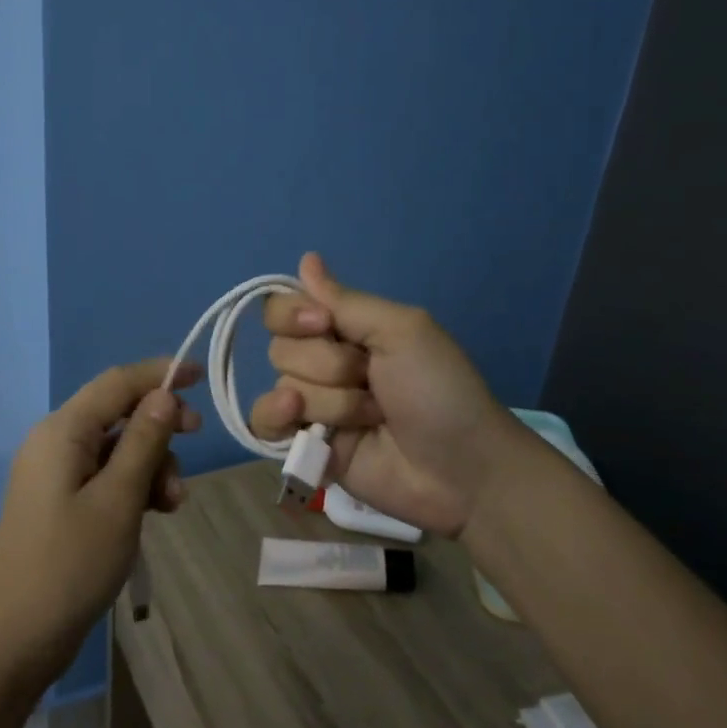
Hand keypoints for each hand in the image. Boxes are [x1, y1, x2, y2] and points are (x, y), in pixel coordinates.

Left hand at [0, 358, 202, 685]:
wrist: (13, 640)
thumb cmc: (70, 565)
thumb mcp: (118, 500)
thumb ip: (143, 442)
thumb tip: (163, 395)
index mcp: (62, 431)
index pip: (117, 382)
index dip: (159, 373)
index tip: (200, 376)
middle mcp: (55, 442)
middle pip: (117, 412)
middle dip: (159, 425)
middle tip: (196, 440)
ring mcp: (55, 474)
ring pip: (116, 447)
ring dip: (151, 463)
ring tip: (173, 502)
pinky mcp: (60, 502)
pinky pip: (105, 475)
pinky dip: (134, 485)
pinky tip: (156, 510)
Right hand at [248, 253, 544, 537]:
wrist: (463, 469)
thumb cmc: (440, 390)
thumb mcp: (401, 330)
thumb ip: (345, 300)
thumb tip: (306, 258)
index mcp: (345, 330)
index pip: (284, 308)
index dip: (293, 315)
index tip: (323, 324)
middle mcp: (323, 364)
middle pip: (280, 347)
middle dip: (326, 364)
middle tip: (370, 380)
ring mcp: (314, 407)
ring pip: (282, 386)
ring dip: (329, 401)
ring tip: (371, 417)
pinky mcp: (306, 447)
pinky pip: (264, 424)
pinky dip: (274, 417)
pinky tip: (295, 417)